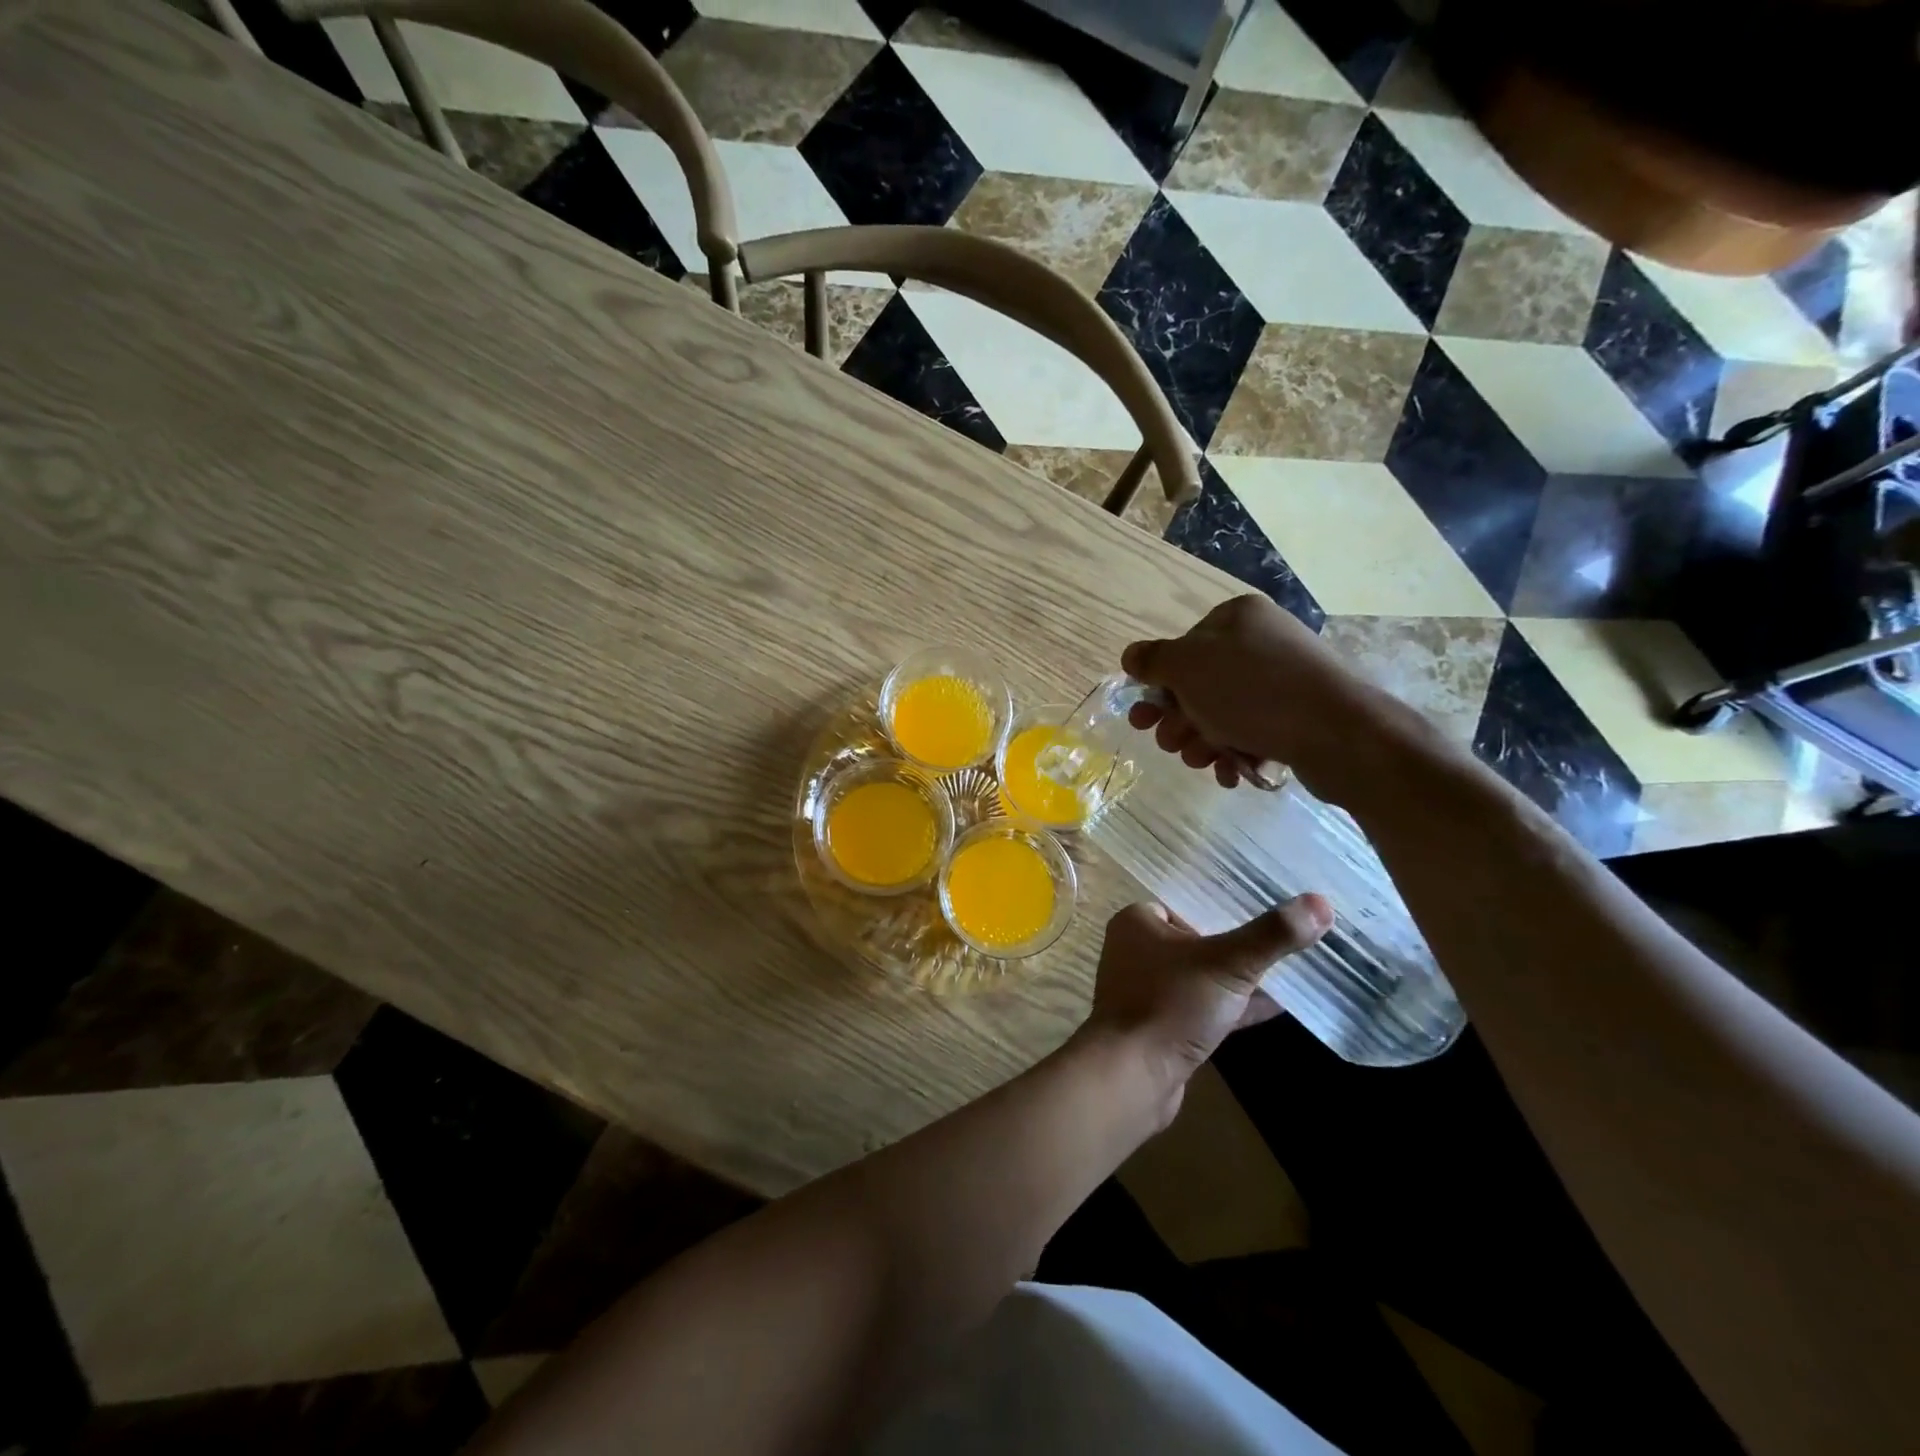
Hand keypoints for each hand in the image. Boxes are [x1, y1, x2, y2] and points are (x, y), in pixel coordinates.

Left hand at [1084, 897, 1330, 1121]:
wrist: (1132, 1076)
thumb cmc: (1171, 1004)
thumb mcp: (1228, 963)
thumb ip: (1272, 935)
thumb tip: (1321, 902)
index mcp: (1137, 922)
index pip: (1188, 902)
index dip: (1226, 904)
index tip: (1270, 906)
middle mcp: (1137, 951)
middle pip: (1198, 938)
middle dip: (1239, 942)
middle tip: (1286, 937)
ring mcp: (1148, 991)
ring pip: (1203, 975)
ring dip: (1239, 976)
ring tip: (1290, 966)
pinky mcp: (1163, 1026)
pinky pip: (1204, 1007)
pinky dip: (1235, 1006)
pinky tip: (1278, 1005)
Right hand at [1122, 594, 1428, 804]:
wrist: (1340, 733)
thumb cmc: (1253, 692)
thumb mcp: (1188, 668)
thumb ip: (1153, 660)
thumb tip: (1131, 656)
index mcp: (1236, 619)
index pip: (1181, 649)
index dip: (1158, 687)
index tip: (1143, 719)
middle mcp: (1262, 642)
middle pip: (1199, 685)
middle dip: (1179, 720)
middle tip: (1171, 743)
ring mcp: (1284, 679)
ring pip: (1224, 713)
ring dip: (1203, 741)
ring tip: (1204, 762)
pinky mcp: (1300, 715)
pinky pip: (1254, 731)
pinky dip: (1236, 752)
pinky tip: (1232, 772)